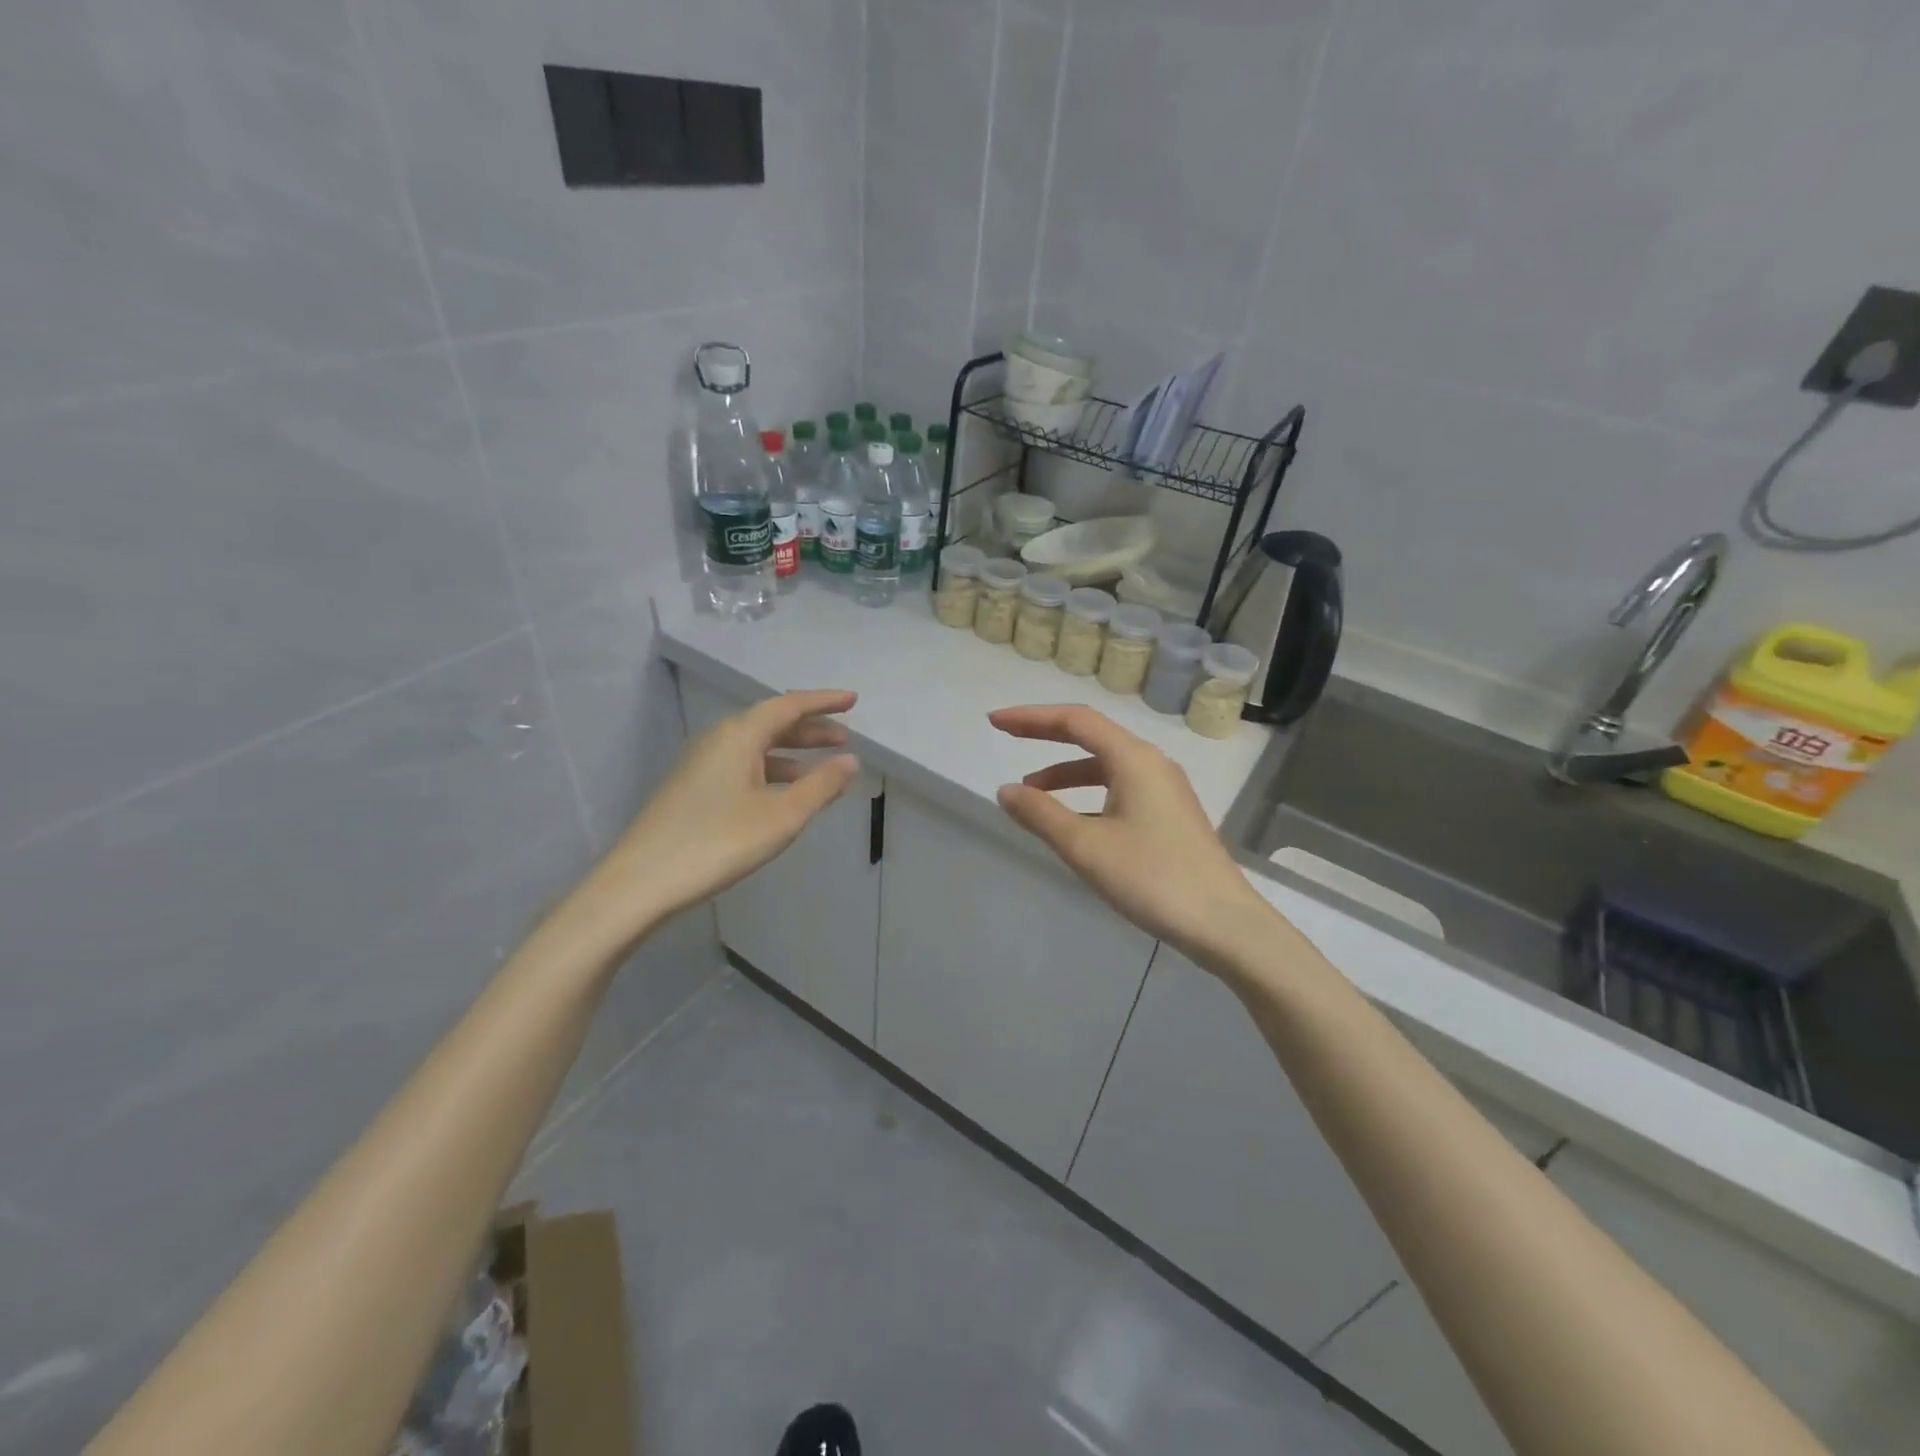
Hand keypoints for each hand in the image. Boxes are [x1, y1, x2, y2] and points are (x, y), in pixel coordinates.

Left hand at [564, 690, 859, 958]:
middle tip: (844, 738)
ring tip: (821, 769)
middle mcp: (718, 740)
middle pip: (771, 723)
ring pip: (755, 747)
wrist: (641, 882)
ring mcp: (701, 764)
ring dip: (791, 753)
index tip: (853, 701)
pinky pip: (741, 766)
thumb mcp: (781, 816)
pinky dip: (770, 771)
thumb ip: (821, 786)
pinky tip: (782, 795)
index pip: (788, 706)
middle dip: (810, 729)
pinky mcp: (692, 788)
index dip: (823, 702)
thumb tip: (850, 761)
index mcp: (739, 735)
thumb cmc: (718, 842)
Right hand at [990, 704, 1277, 968]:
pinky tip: (1073, 822)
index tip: (995, 722)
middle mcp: (1152, 763)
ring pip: (1106, 766)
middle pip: (1092, 736)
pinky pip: (1120, 789)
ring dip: (1066, 773)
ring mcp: (1165, 789)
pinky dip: (1089, 795)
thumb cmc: (1151, 878)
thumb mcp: (1085, 846)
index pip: (1075, 720)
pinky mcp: (1170, 815)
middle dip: (1046, 736)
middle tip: (1007, 737)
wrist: (1223, 924)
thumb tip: (1006, 790)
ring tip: (1032, 794)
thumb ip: (1040, 814)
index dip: (1031, 718)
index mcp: (1133, 759)